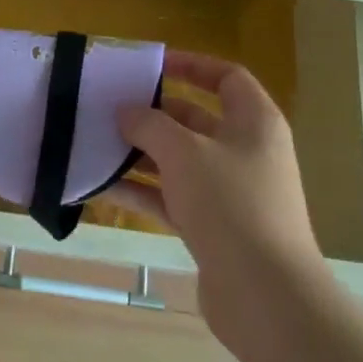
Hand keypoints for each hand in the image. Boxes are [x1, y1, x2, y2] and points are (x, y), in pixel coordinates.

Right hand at [102, 51, 327, 353]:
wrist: (266, 297)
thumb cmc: (230, 205)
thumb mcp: (184, 152)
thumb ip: (149, 124)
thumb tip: (126, 112)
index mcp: (255, 123)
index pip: (227, 77)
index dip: (191, 65)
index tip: (151, 66)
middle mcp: (245, 152)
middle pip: (195, 119)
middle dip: (153, 114)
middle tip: (110, 108)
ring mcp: (230, 193)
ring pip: (179, 161)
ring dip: (140, 154)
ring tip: (96, 144)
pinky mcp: (213, 228)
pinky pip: (172, 197)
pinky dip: (142, 190)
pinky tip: (102, 186)